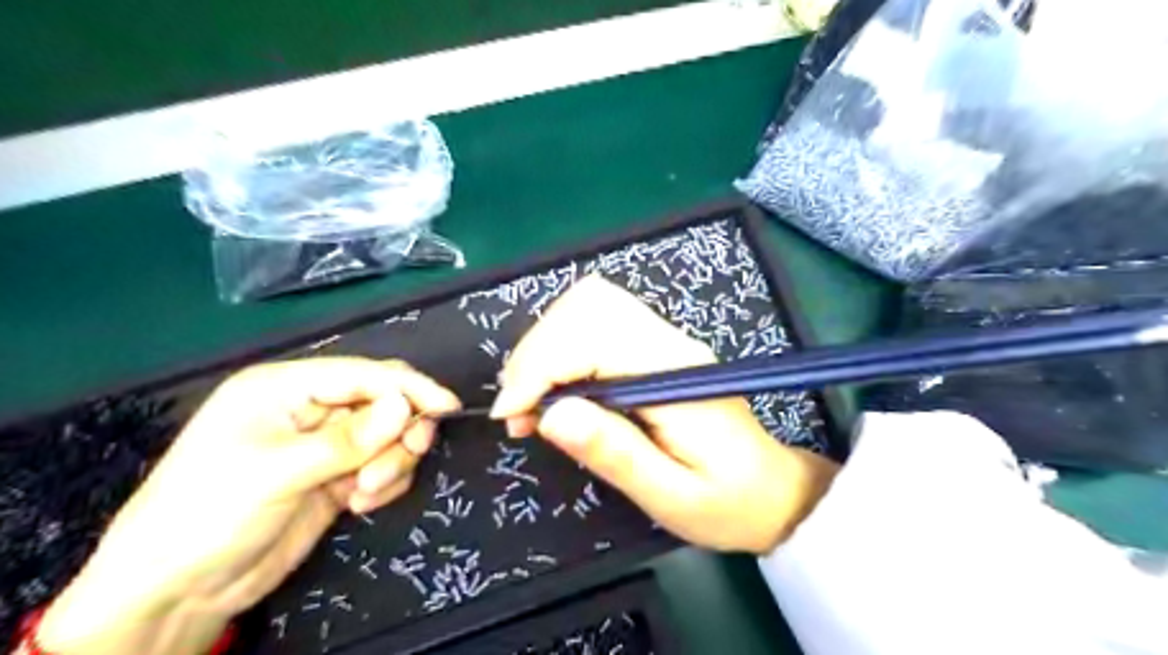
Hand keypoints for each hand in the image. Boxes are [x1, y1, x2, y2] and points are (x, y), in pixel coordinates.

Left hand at [37, 357, 456, 654]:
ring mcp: (325, 445)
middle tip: (407, 455)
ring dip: (391, 462)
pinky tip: (359, 503)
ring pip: (389, 436)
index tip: (448, 407)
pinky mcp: (336, 476)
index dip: (409, 387)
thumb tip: (406, 408)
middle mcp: (310, 409)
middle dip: (400, 430)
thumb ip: (347, 439)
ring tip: (365, 492)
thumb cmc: (208, 514)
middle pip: (383, 402)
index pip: (363, 374)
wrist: (176, 593)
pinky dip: (384, 482)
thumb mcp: (277, 472)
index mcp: (285, 388)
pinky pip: (382, 465)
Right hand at [489, 277, 840, 551]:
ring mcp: (663, 338)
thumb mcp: (671, 496)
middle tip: (519, 411)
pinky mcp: (653, 347)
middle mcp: (668, 342)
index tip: (513, 415)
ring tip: (532, 403)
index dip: (541, 367)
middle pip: (587, 305)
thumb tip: (552, 413)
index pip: (594, 337)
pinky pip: (596, 323)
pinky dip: (561, 349)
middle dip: (537, 352)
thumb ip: (615, 453)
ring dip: (545, 348)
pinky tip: (555, 391)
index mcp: (675, 374)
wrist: (772, 489)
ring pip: (587, 305)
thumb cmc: (726, 502)